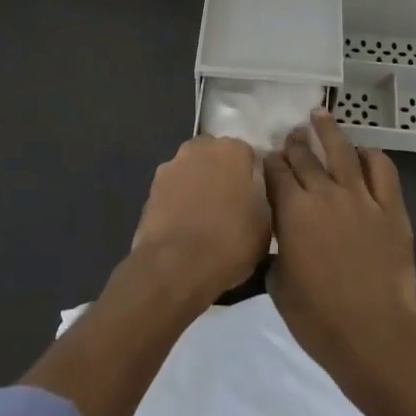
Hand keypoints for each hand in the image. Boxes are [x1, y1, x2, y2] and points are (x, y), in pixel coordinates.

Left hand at [131, 135, 269, 303]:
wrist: (175, 267)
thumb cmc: (229, 242)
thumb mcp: (265, 226)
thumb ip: (261, 199)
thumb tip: (252, 197)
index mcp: (232, 151)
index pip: (246, 153)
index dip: (250, 175)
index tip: (253, 196)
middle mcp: (200, 149)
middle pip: (215, 155)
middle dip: (221, 172)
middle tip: (229, 203)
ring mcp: (171, 166)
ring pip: (191, 169)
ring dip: (197, 184)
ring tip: (203, 217)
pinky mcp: (151, 188)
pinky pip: (173, 188)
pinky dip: (178, 200)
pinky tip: (183, 225)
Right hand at [264, 111, 415, 390]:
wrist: (373, 334)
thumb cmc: (318, 318)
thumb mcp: (278, 285)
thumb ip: (276, 252)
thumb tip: (281, 239)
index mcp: (293, 212)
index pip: (276, 173)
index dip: (269, 161)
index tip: (267, 157)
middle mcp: (325, 194)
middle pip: (306, 157)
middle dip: (295, 143)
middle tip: (291, 134)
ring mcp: (362, 198)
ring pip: (343, 152)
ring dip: (329, 131)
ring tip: (320, 116)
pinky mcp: (391, 209)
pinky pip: (382, 170)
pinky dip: (372, 156)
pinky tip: (363, 152)